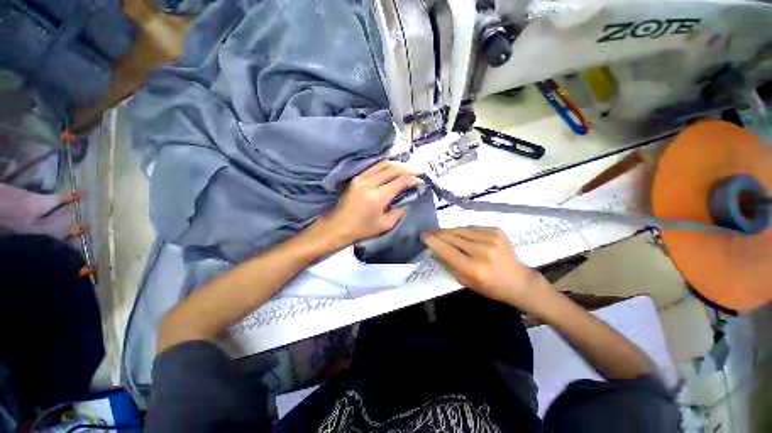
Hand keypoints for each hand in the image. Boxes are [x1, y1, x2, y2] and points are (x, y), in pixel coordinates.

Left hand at [318, 160, 419, 244]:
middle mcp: (369, 183)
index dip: (413, 179)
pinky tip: (393, 170)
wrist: (339, 226)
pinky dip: (387, 166)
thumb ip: (400, 210)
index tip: (421, 181)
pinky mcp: (357, 177)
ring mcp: (361, 178)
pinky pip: (375, 166)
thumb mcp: (385, 224)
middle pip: (393, 168)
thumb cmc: (363, 229)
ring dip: (398, 165)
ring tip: (408, 169)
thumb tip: (410, 198)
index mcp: (377, 197)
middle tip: (418, 172)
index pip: (400, 181)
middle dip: (408, 169)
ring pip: (384, 164)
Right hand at [422, 226, 550, 310]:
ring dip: (448, 230)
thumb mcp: (465, 281)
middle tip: (428, 231)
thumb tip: (435, 249)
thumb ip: (449, 264)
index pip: (446, 250)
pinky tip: (458, 233)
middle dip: (437, 233)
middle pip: (452, 237)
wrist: (518, 281)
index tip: (423, 236)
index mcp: (473, 268)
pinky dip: (462, 230)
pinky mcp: (496, 231)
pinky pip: (471, 227)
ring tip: (439, 231)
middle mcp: (482, 250)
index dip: (433, 241)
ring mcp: (491, 238)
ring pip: (460, 229)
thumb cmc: (490, 286)